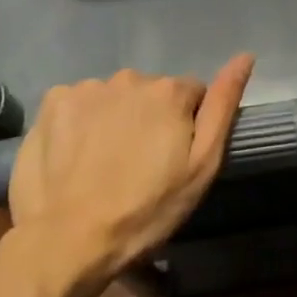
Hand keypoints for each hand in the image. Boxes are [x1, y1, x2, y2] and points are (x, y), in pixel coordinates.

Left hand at [6, 54, 253, 280]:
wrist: (66, 241)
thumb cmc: (145, 210)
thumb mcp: (201, 166)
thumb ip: (223, 106)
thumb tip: (245, 56)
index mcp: (169, 91)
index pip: (191, 94)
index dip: (186, 126)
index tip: (172, 159)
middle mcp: (129, 77)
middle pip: (150, 93)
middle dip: (149, 119)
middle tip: (138, 165)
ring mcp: (86, 88)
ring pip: (113, 98)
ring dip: (114, 119)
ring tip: (103, 163)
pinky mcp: (51, 103)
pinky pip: (77, 104)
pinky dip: (79, 122)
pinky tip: (74, 154)